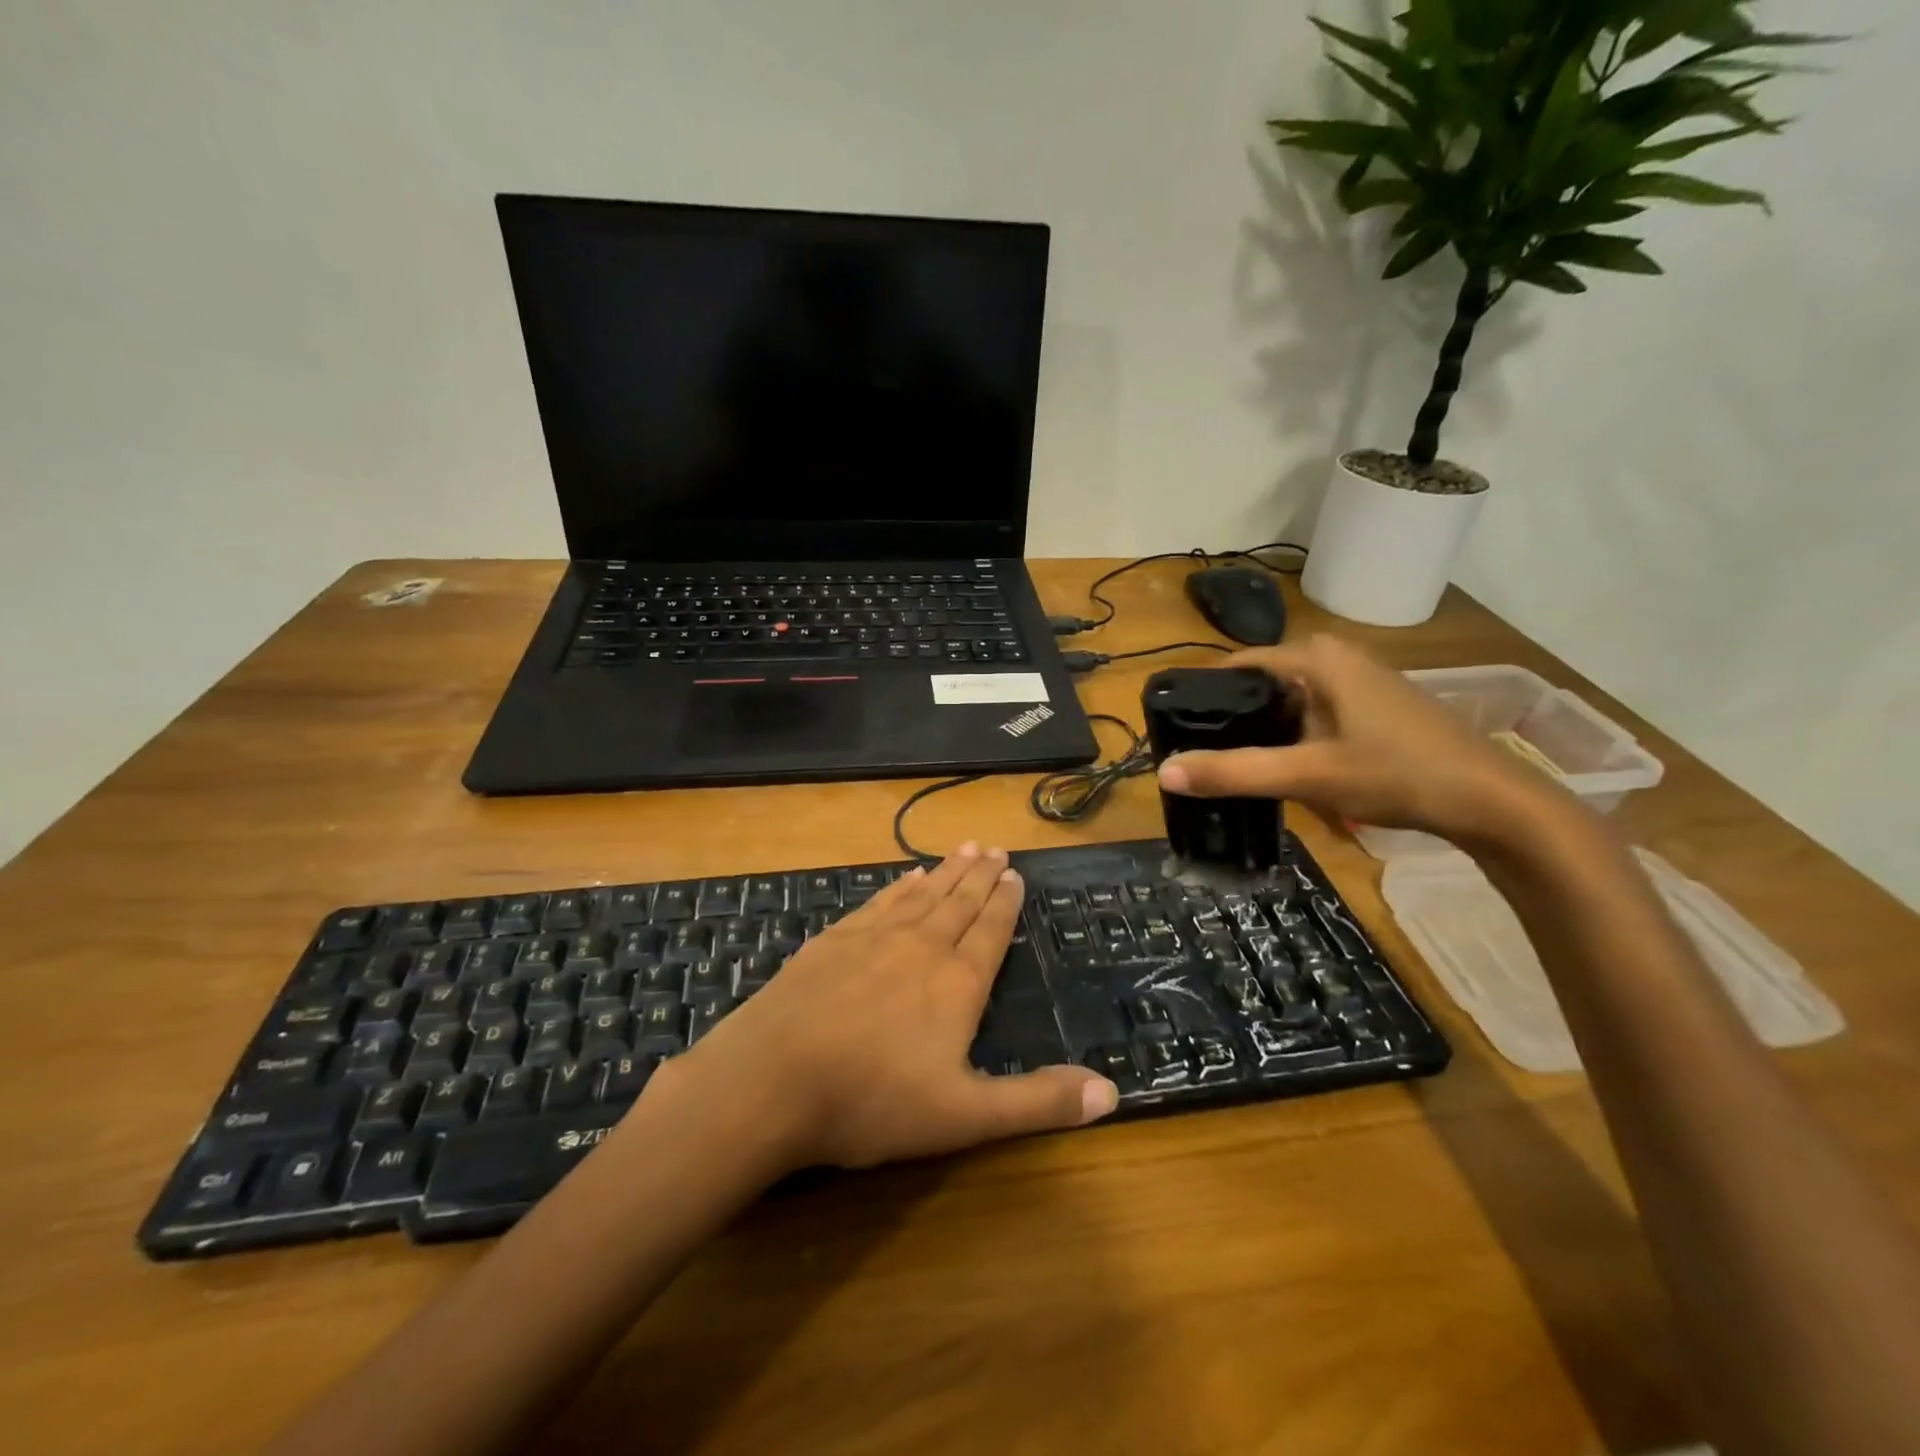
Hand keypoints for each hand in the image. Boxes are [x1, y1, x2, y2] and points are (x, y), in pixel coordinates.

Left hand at [664, 845, 1118, 1171]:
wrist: (770, 1079)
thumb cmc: (872, 1101)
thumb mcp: (965, 1116)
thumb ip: (1037, 1102)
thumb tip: (1113, 1091)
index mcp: (956, 983)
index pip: (990, 931)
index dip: (1006, 903)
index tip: (1016, 874)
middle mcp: (920, 946)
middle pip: (959, 902)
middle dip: (981, 876)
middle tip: (995, 848)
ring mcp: (873, 937)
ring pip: (922, 894)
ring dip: (946, 871)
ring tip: (965, 848)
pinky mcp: (833, 939)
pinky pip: (879, 901)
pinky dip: (899, 885)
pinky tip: (906, 875)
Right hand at [1155, 636, 1550, 842]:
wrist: (1491, 801)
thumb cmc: (1397, 773)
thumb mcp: (1308, 775)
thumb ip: (1234, 773)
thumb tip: (1164, 773)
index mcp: (1317, 659)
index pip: (1238, 663)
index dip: (1203, 694)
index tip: (1176, 728)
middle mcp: (1337, 659)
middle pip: (1262, 683)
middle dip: (1232, 718)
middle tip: (1203, 756)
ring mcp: (1361, 682)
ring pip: (1289, 701)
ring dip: (1263, 731)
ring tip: (1235, 765)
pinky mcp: (1375, 708)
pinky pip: (1315, 714)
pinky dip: (1293, 736)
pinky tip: (1288, 768)